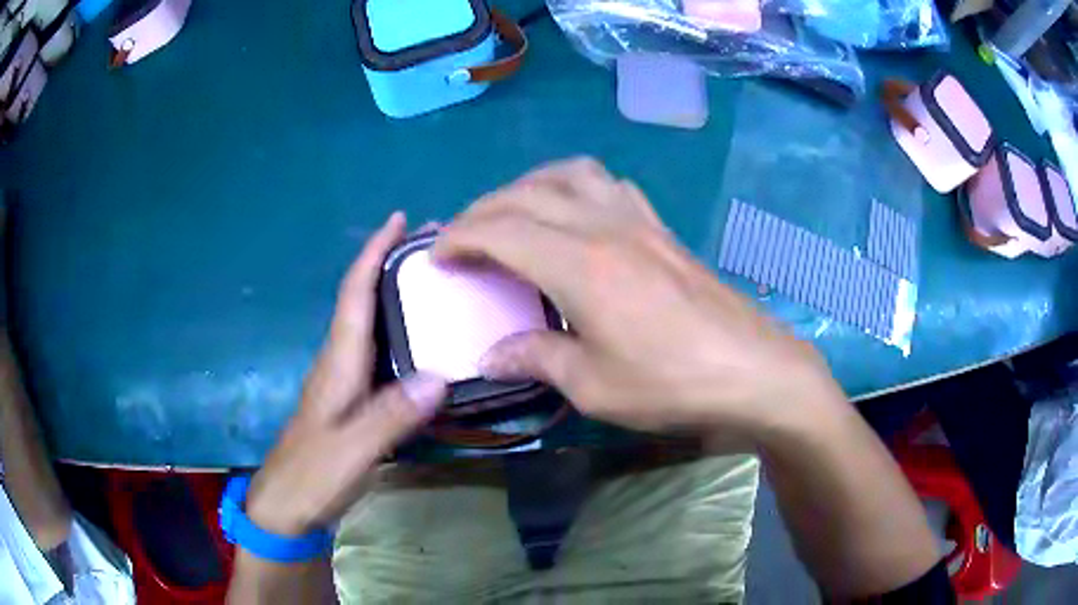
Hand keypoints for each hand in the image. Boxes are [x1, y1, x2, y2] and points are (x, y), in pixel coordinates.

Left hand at [245, 213, 446, 535]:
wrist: (286, 505)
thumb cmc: (312, 476)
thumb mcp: (352, 451)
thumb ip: (390, 417)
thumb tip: (439, 377)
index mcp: (337, 362)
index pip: (354, 295)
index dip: (373, 253)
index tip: (399, 221)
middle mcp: (339, 360)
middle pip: (363, 298)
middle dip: (390, 264)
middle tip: (434, 246)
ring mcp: (343, 379)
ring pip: (370, 322)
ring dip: (395, 293)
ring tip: (435, 281)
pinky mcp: (350, 398)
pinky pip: (377, 349)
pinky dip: (397, 328)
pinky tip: (422, 338)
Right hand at [433, 158, 843, 436]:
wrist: (752, 370)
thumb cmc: (672, 384)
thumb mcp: (593, 386)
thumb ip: (536, 358)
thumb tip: (490, 355)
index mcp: (579, 266)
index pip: (500, 231)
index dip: (460, 238)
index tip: (438, 257)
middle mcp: (604, 227)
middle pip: (527, 194)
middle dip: (483, 209)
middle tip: (463, 238)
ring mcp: (638, 221)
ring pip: (570, 173)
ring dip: (530, 185)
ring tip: (513, 213)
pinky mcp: (662, 227)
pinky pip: (610, 184)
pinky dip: (577, 185)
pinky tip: (575, 213)